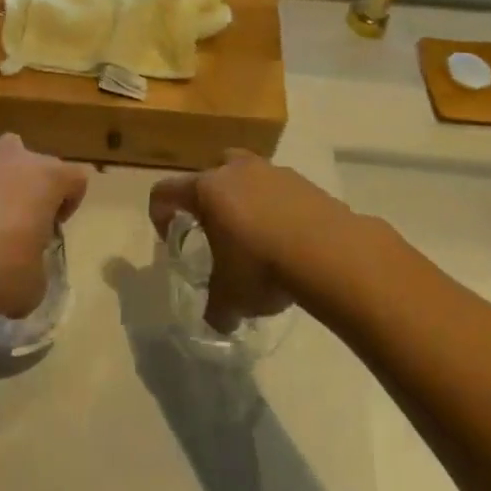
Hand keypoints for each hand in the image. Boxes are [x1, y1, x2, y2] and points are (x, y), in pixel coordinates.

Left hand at [0, 136, 87, 320]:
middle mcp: (11, 155)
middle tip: (15, 225)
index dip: (69, 203)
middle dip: (26, 189)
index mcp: (47, 176)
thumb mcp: (33, 286)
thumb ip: (37, 269)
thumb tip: (24, 274)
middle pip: (30, 164)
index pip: (75, 179)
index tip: (52, 229)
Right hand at [148, 151, 366, 331]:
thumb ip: (216, 308)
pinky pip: (280, 190)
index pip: (165, 191)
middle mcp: (236, 170)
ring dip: (246, 199)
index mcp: (207, 190)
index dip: (159, 213)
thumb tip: (217, 320)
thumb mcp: (231, 297)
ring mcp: (273, 171)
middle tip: (216, 230)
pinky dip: (278, 208)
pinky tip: (288, 240)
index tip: (170, 238)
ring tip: (257, 235)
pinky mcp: (305, 182)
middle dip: (209, 198)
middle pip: (211, 172)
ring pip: (248, 176)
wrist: (330, 253)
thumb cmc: (262, 266)